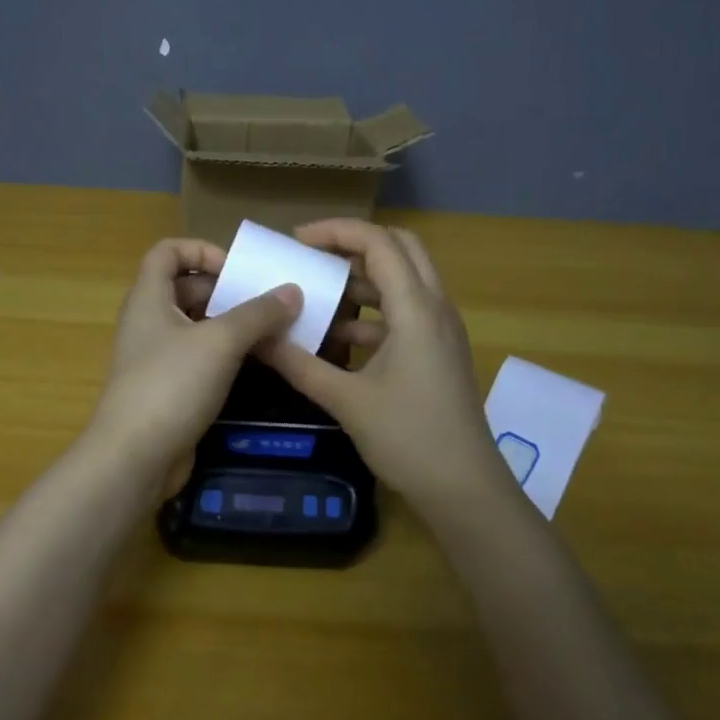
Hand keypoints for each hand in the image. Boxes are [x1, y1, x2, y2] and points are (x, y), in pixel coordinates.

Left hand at [88, 238, 301, 499]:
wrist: (135, 458)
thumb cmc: (171, 385)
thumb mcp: (220, 342)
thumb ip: (258, 313)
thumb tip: (293, 291)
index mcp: (149, 298)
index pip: (167, 251)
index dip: (201, 250)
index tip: (237, 270)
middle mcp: (149, 321)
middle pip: (187, 288)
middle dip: (227, 290)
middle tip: (269, 302)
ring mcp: (158, 357)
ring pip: (198, 326)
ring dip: (233, 325)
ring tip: (275, 331)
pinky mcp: (170, 388)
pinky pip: (201, 359)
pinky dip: (227, 355)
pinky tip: (259, 364)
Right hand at [258, 220, 518, 515]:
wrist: (464, 488)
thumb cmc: (408, 438)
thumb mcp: (345, 400)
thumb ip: (298, 363)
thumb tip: (255, 338)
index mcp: (416, 309)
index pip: (379, 242)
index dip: (337, 231)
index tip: (296, 241)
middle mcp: (435, 308)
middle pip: (400, 248)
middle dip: (354, 243)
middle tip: (313, 255)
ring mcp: (441, 330)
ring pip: (405, 280)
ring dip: (364, 278)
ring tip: (319, 292)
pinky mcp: (439, 351)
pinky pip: (406, 312)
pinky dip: (373, 312)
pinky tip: (339, 337)